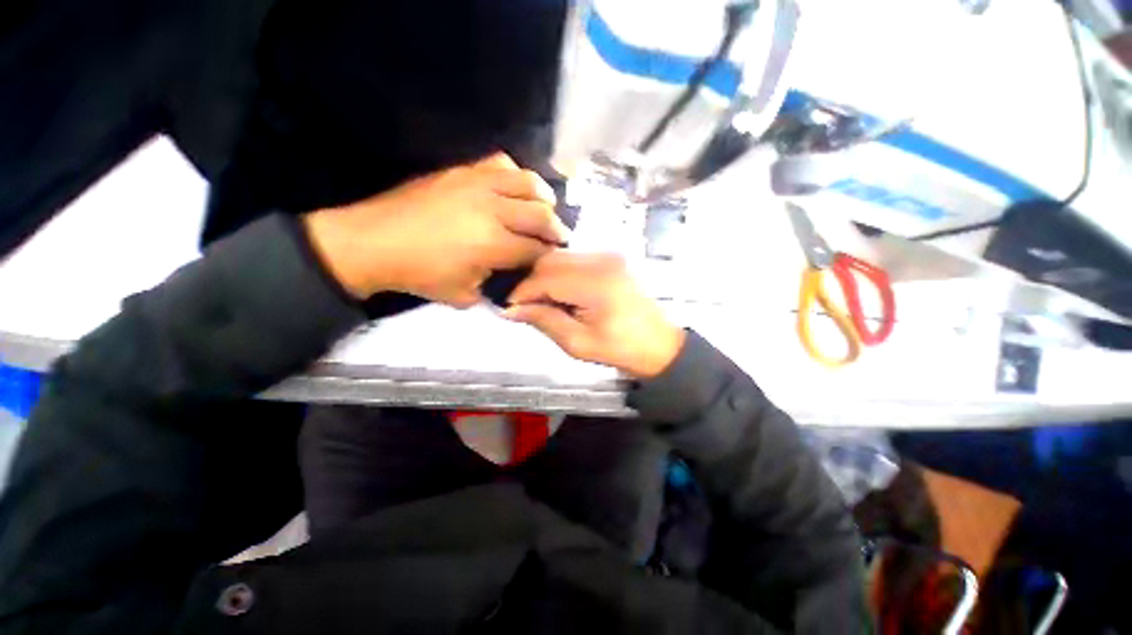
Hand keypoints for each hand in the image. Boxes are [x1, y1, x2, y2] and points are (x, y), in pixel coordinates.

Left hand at [303, 154, 569, 306]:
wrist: (373, 243)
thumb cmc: (420, 274)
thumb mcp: (464, 295)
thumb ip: (493, 286)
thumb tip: (509, 275)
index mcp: (494, 245)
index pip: (536, 248)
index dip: (548, 254)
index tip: (553, 256)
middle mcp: (493, 210)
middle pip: (541, 213)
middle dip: (556, 227)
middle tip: (558, 235)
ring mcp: (477, 184)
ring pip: (527, 181)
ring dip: (543, 195)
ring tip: (545, 205)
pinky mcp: (461, 171)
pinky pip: (499, 163)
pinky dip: (514, 174)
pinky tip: (512, 185)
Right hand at [503, 252, 685, 377]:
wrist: (658, 343)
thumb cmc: (620, 349)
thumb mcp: (578, 343)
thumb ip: (544, 320)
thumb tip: (511, 309)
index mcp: (596, 284)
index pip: (545, 277)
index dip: (522, 292)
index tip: (510, 308)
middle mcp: (602, 260)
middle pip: (551, 260)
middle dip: (531, 282)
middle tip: (525, 306)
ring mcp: (609, 255)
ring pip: (561, 256)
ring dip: (545, 276)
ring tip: (543, 300)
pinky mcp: (611, 257)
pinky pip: (575, 258)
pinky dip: (561, 272)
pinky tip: (561, 292)